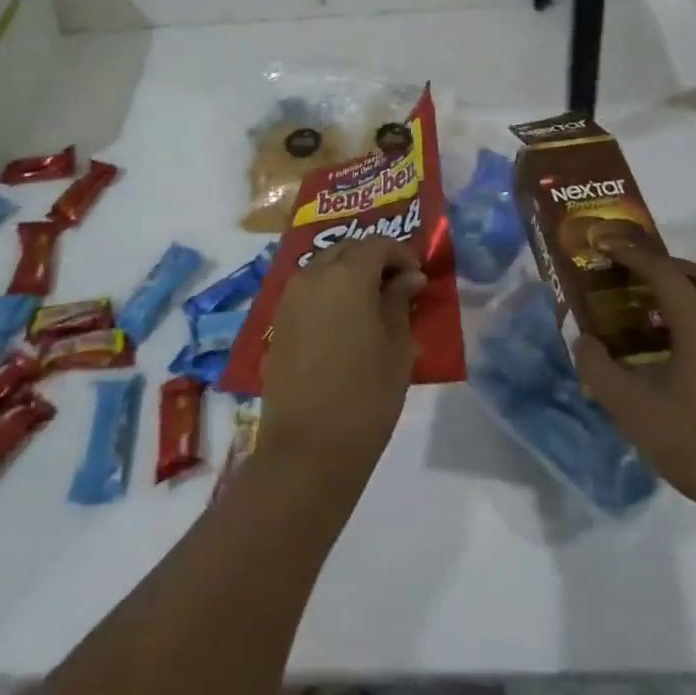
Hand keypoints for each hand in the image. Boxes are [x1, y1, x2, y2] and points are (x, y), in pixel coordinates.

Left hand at [258, 236, 424, 479]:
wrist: (308, 450)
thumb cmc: (365, 397)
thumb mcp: (397, 349)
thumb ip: (400, 303)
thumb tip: (409, 278)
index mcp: (346, 276)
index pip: (377, 244)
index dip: (400, 253)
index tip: (418, 276)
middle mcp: (313, 275)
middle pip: (346, 249)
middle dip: (373, 258)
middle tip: (397, 285)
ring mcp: (290, 297)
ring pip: (323, 266)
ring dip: (348, 273)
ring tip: (372, 302)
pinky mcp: (278, 321)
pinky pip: (308, 290)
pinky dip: (328, 291)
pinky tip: (345, 320)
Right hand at [574, 240, 695, 528]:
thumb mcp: (631, 410)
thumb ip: (598, 369)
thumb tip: (582, 341)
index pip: (664, 272)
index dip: (632, 254)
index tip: (606, 245)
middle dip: (667, 265)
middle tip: (636, 272)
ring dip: (690, 292)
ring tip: (657, 312)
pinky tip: (687, 353)